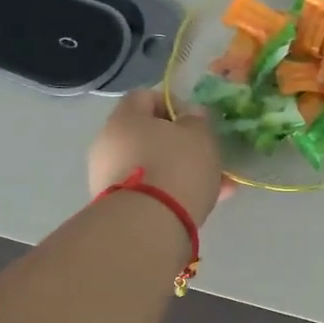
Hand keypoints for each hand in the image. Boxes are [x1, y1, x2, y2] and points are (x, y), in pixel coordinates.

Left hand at [87, 90, 228, 227]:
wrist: (147, 226)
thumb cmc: (176, 166)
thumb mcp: (199, 135)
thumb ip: (197, 120)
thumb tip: (189, 115)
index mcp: (124, 118)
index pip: (144, 96)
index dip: (172, 103)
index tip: (195, 121)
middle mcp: (108, 144)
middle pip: (147, 135)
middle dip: (179, 144)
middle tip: (206, 154)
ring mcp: (108, 178)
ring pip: (152, 166)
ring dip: (180, 171)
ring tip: (215, 185)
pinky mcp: (115, 207)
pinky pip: (149, 191)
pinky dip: (172, 193)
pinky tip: (202, 204)